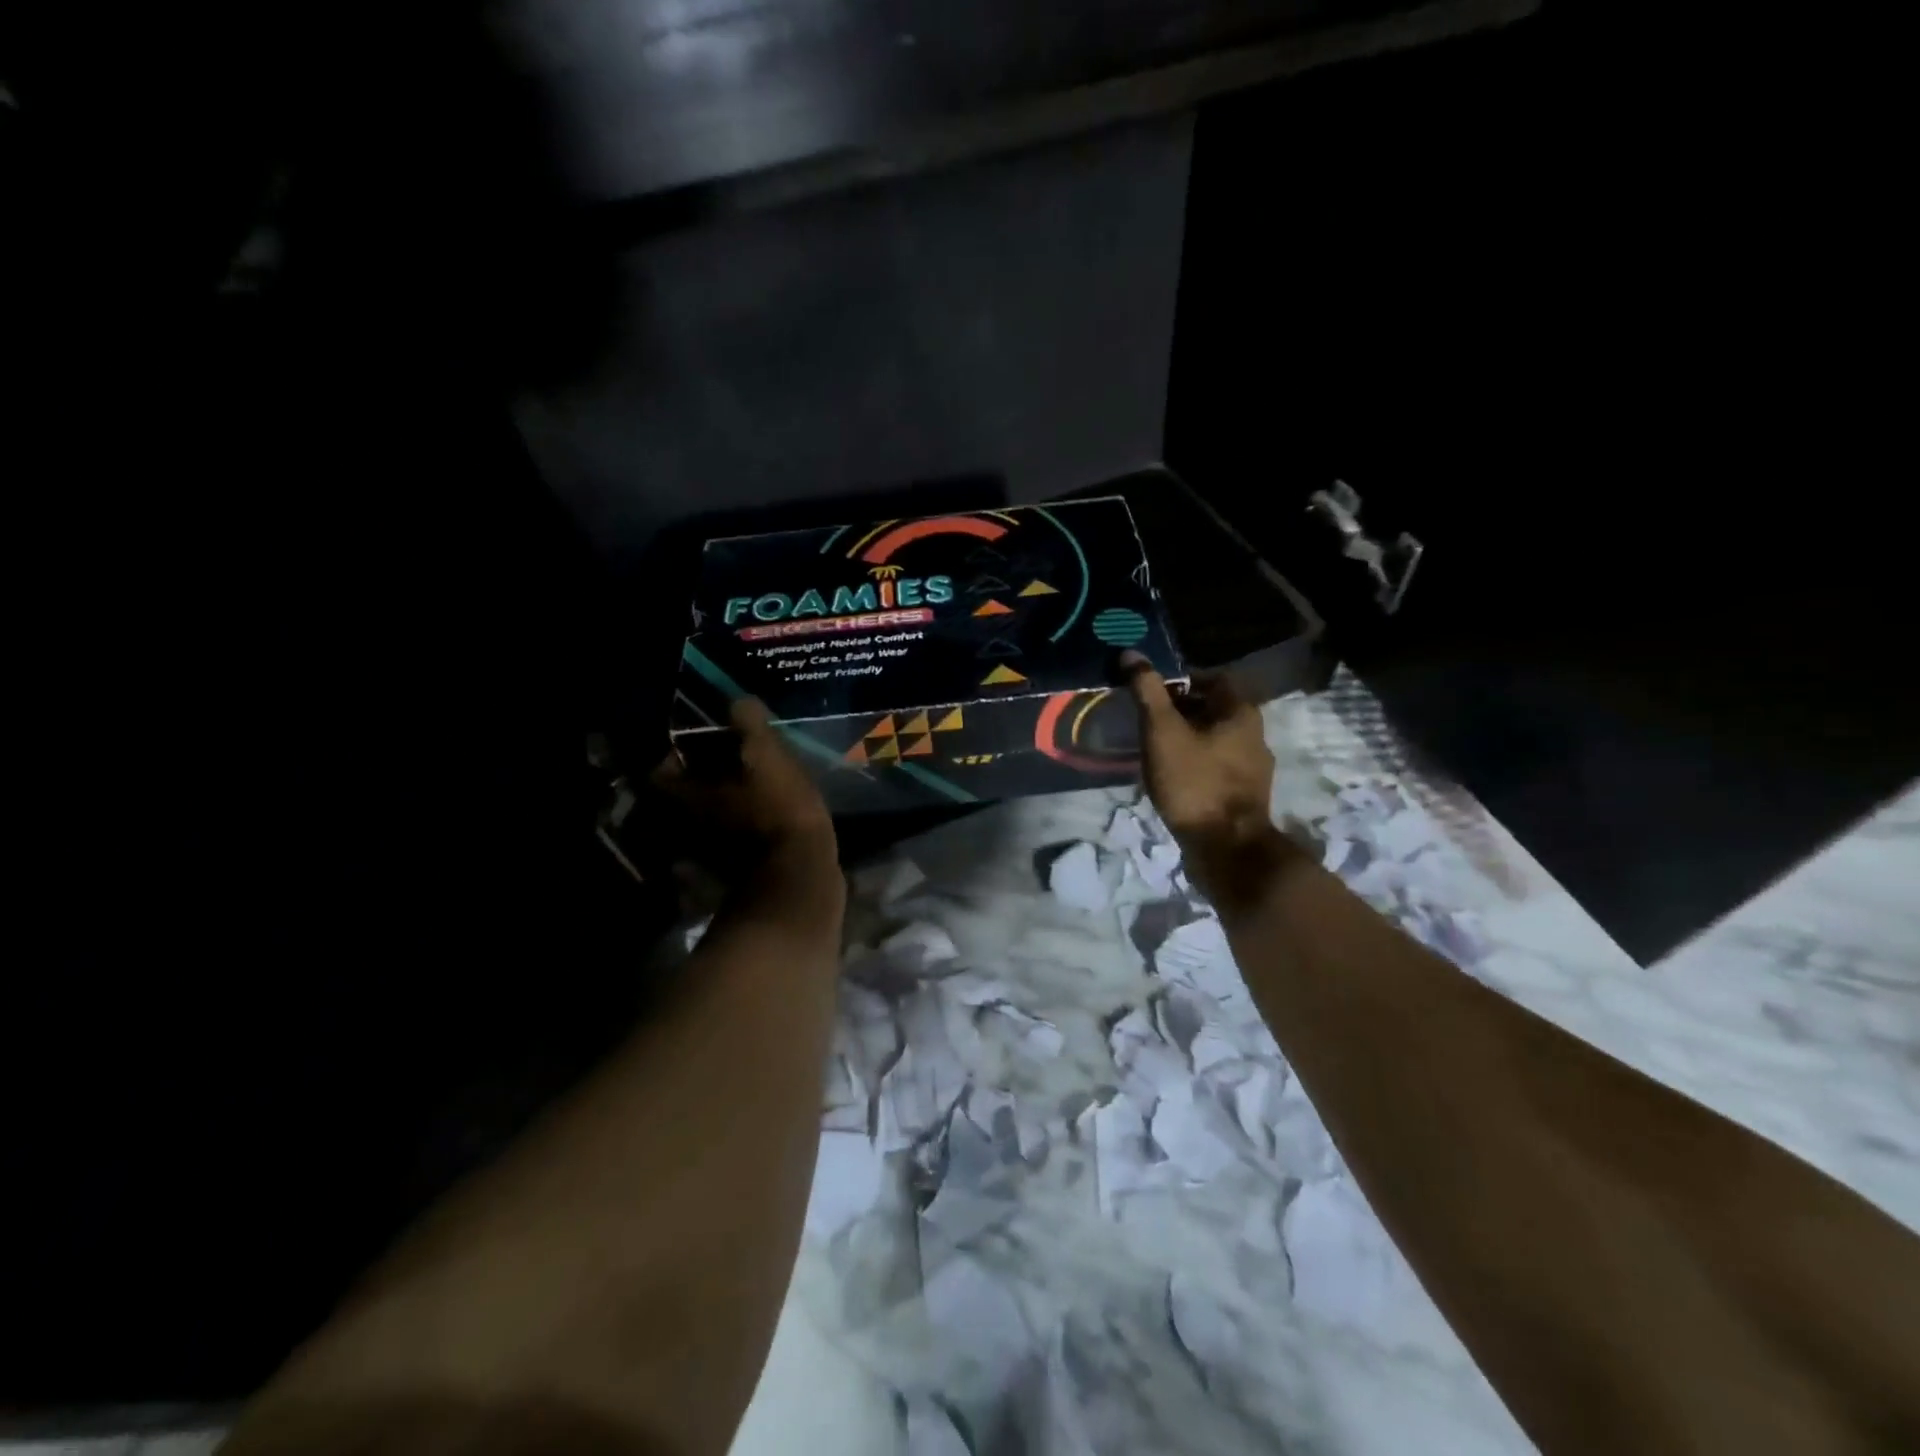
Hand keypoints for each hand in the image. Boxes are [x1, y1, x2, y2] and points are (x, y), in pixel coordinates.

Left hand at [652, 698, 838, 884]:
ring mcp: (708, 855)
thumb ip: (750, 726)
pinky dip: (736, 830)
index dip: (674, 754)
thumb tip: (737, 701)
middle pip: (679, 799)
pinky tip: (761, 817)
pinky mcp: (734, 873)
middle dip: (697, 780)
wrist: (801, 879)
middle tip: (724, 761)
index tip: (696, 742)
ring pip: (702, 821)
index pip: (659, 772)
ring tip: (745, 787)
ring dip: (717, 806)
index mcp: (687, 797)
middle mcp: (688, 828)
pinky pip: (725, 843)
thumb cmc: (778, 812)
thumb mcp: (768, 758)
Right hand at [1121, 654, 1294, 905]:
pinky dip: (1195, 763)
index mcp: (1241, 712)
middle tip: (1147, 720)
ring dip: (1187, 738)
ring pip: (1215, 739)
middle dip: (1180, 710)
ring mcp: (1254, 767)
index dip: (1180, 679)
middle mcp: (1255, 734)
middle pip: (1214, 708)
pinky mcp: (1245, 794)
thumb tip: (1131, 654)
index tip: (1151, 692)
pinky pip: (1217, 765)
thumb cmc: (1194, 781)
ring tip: (1154, 749)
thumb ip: (1147, 691)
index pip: (1212, 677)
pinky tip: (1172, 778)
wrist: (1225, 848)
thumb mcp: (1162, 731)